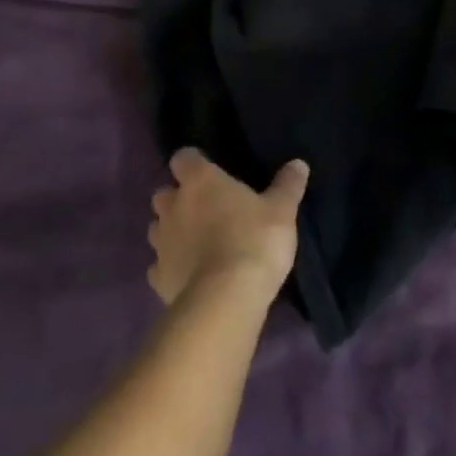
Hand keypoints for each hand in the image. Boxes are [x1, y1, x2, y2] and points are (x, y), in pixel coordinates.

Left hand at [147, 148, 307, 307]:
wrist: (226, 298)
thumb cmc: (255, 240)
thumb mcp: (282, 210)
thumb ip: (288, 185)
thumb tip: (298, 164)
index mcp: (200, 181)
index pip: (184, 158)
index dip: (194, 163)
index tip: (210, 171)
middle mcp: (173, 206)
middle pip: (164, 193)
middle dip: (179, 198)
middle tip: (206, 209)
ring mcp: (161, 243)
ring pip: (158, 228)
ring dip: (172, 231)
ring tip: (197, 242)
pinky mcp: (158, 277)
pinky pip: (159, 265)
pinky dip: (171, 266)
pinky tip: (190, 274)